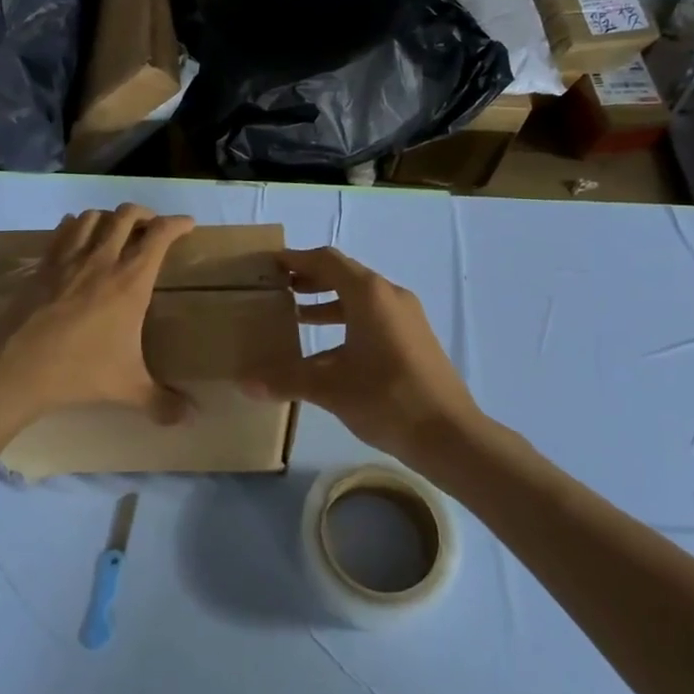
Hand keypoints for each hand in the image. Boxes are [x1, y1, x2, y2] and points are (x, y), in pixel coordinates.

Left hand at [0, 204, 194, 429]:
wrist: (17, 367)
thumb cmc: (79, 371)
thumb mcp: (127, 388)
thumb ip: (161, 402)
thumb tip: (188, 418)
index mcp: (131, 281)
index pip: (160, 235)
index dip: (177, 223)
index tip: (187, 223)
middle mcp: (102, 260)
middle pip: (127, 215)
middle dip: (145, 214)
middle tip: (152, 227)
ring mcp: (69, 259)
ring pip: (93, 216)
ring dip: (109, 218)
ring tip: (115, 231)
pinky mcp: (43, 265)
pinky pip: (63, 231)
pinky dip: (76, 226)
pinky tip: (77, 238)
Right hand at [247, 247, 481, 472]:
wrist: (450, 434)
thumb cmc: (387, 399)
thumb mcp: (330, 388)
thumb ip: (286, 380)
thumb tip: (243, 383)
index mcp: (369, 294)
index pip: (326, 261)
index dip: (296, 259)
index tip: (269, 265)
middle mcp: (389, 296)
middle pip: (343, 275)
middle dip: (309, 279)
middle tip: (277, 289)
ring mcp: (406, 318)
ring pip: (359, 299)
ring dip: (327, 303)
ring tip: (295, 316)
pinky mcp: (413, 339)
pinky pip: (373, 318)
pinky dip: (346, 323)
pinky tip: (326, 353)